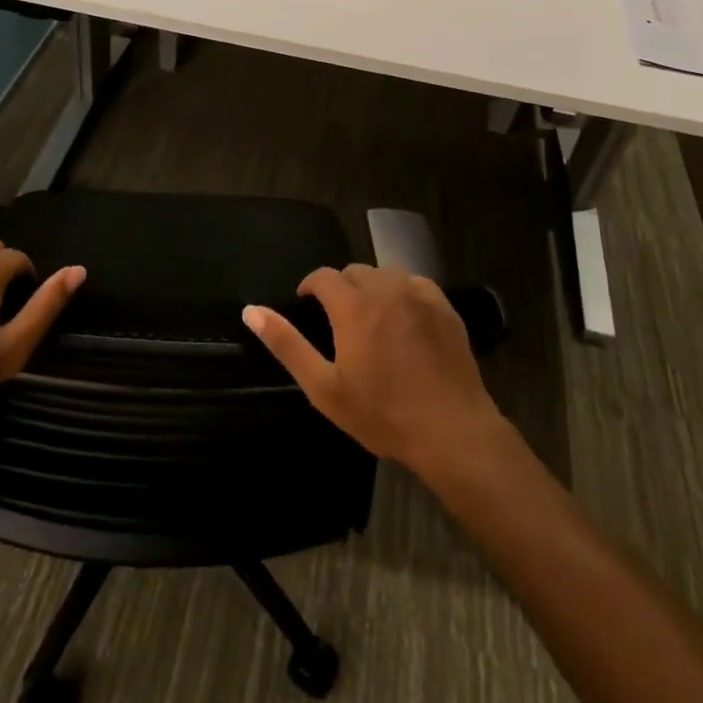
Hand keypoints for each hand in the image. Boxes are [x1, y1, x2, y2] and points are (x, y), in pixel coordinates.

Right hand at [242, 265, 502, 476]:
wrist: (451, 430)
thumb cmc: (382, 413)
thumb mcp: (324, 387)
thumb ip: (287, 344)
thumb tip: (251, 311)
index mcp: (353, 305)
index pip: (322, 276)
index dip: (310, 287)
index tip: (307, 306)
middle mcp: (385, 288)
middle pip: (354, 272)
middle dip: (340, 289)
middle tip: (339, 322)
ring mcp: (419, 294)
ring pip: (385, 274)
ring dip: (371, 288)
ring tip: (370, 319)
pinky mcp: (445, 306)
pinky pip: (414, 284)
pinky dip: (402, 293)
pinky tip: (404, 320)